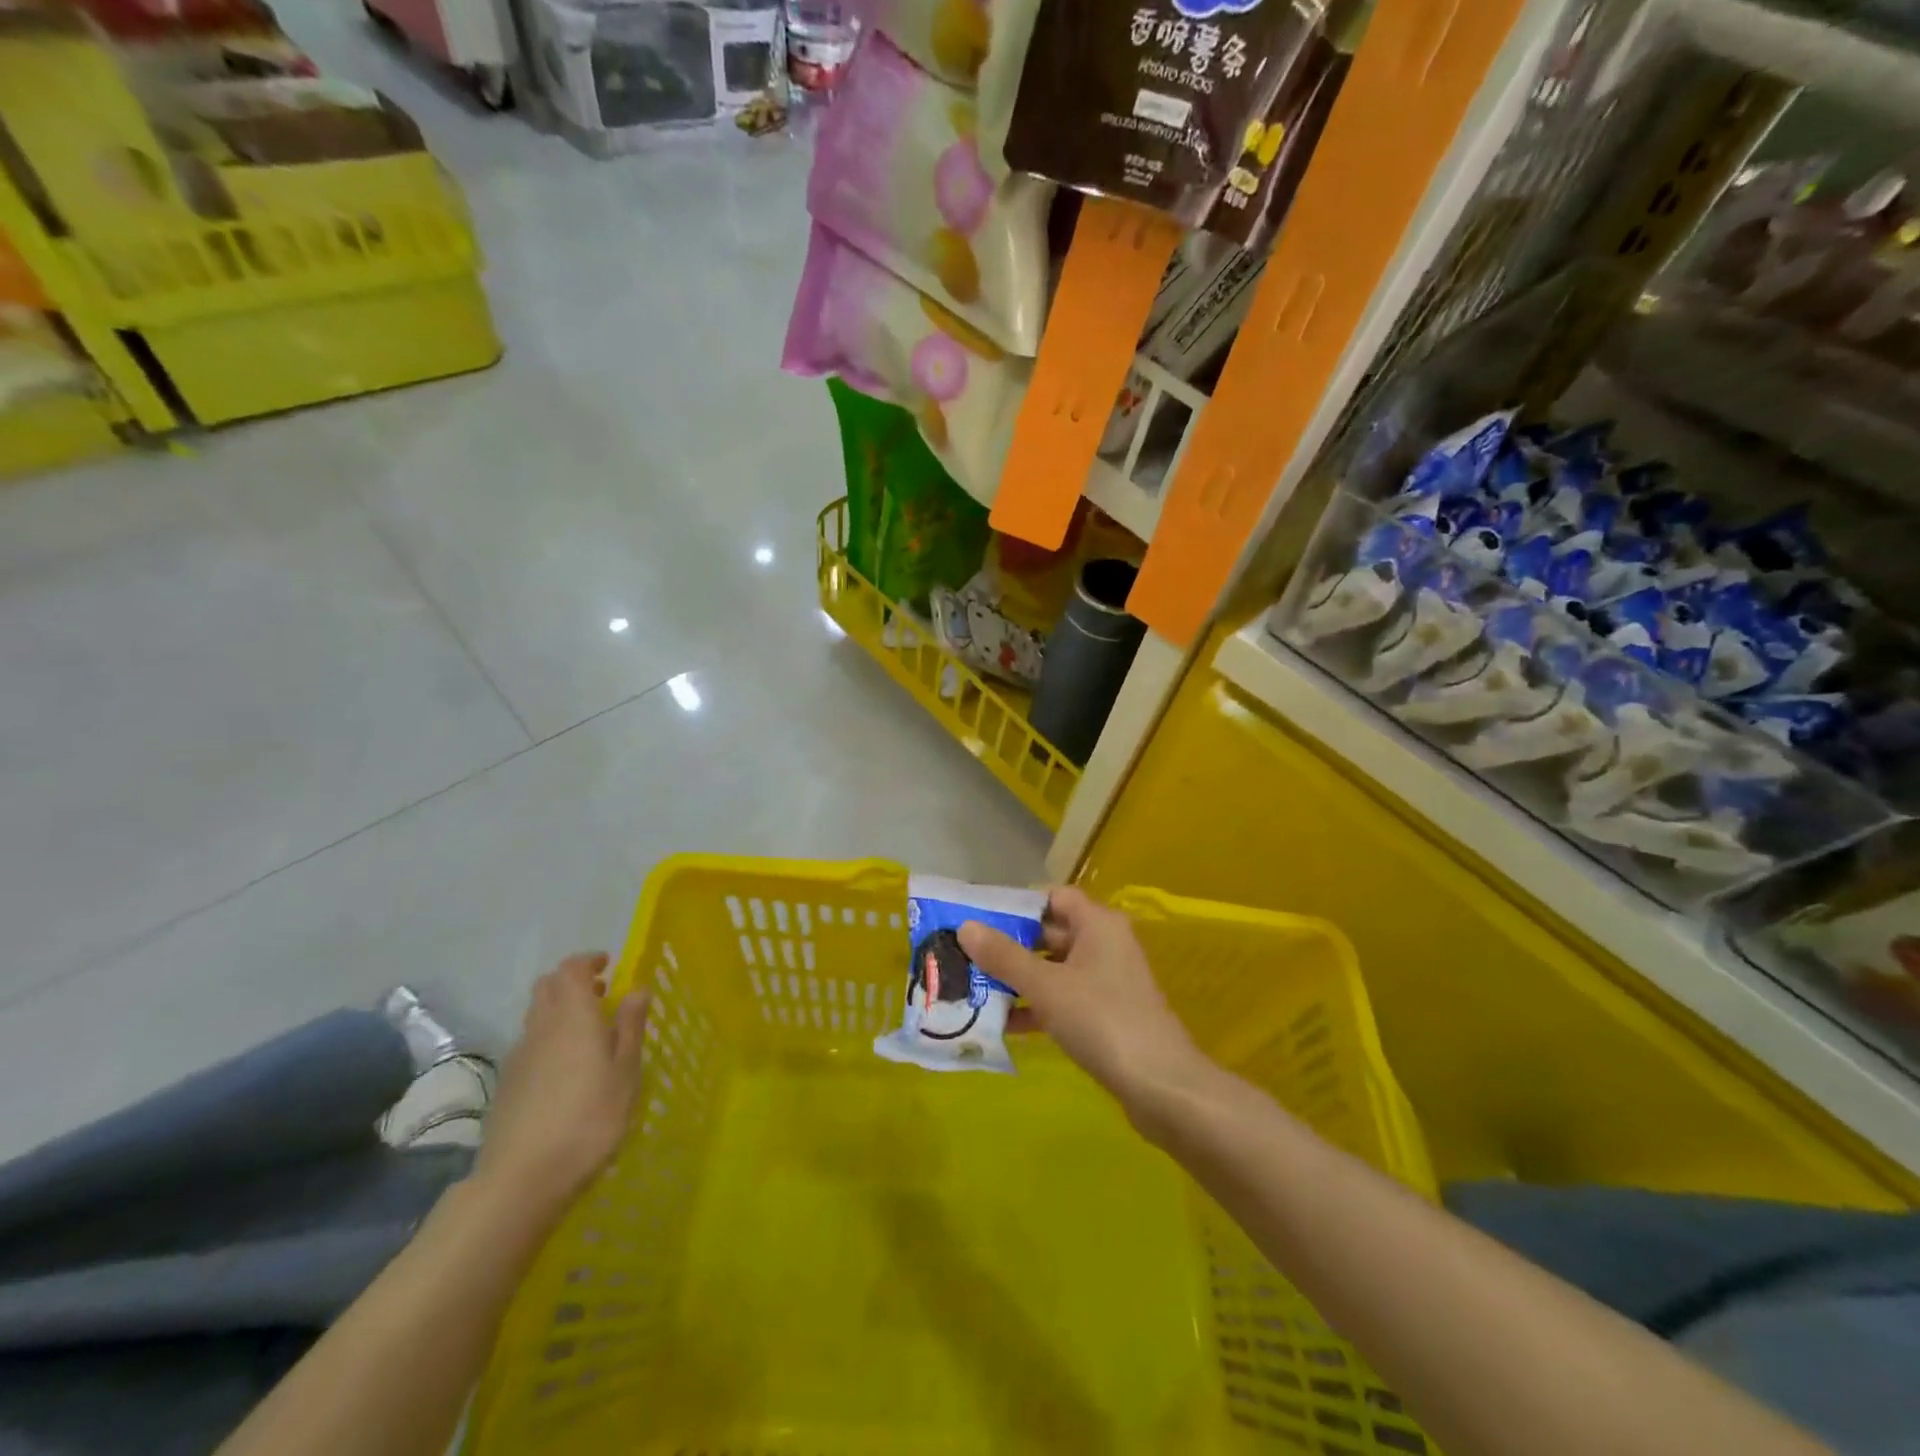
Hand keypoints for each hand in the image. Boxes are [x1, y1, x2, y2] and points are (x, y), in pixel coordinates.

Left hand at [474, 953, 648, 1214]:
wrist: (522, 1178)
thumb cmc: (589, 1118)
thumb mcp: (626, 1071)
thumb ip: (630, 1026)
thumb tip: (637, 988)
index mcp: (572, 1016)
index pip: (571, 969)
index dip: (588, 961)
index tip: (609, 965)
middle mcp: (541, 1027)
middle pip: (547, 987)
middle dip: (572, 981)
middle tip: (601, 994)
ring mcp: (519, 1056)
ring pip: (536, 1015)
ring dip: (560, 1010)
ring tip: (589, 1031)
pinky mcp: (507, 1084)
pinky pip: (530, 1043)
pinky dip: (548, 1038)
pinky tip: (567, 1068)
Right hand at [960, 888, 1208, 1133]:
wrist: (1161, 1086)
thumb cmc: (1102, 1020)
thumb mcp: (1046, 986)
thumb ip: (1004, 956)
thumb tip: (966, 926)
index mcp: (1097, 923)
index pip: (1052, 897)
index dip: (1017, 904)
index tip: (979, 917)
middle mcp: (1104, 944)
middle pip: (1050, 933)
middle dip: (1010, 945)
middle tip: (967, 955)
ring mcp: (1107, 980)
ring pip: (1054, 969)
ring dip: (1019, 979)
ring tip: (974, 989)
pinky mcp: (1106, 1013)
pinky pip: (1063, 998)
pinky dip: (1037, 1006)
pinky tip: (1004, 1025)